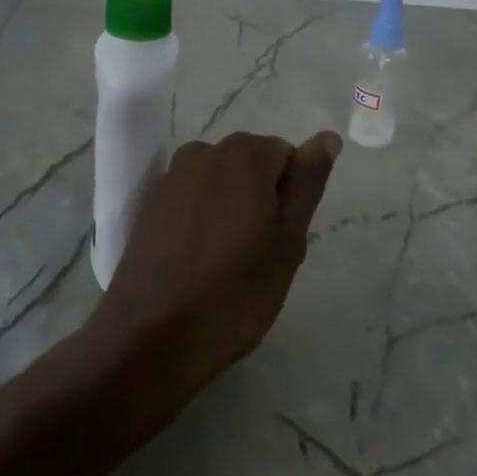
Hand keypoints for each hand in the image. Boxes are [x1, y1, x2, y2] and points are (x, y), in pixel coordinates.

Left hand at [90, 130, 341, 403]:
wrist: (152, 338)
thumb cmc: (236, 293)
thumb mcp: (288, 241)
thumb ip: (308, 183)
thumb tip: (327, 137)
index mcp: (243, 154)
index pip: (287, 156)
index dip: (290, 197)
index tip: (280, 239)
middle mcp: (203, 152)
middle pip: (251, 164)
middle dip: (261, 198)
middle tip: (259, 254)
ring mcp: (171, 177)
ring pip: (220, 182)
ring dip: (231, 208)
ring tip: (228, 261)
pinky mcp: (149, 204)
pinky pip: (191, 199)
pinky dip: (201, 219)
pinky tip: (197, 261)